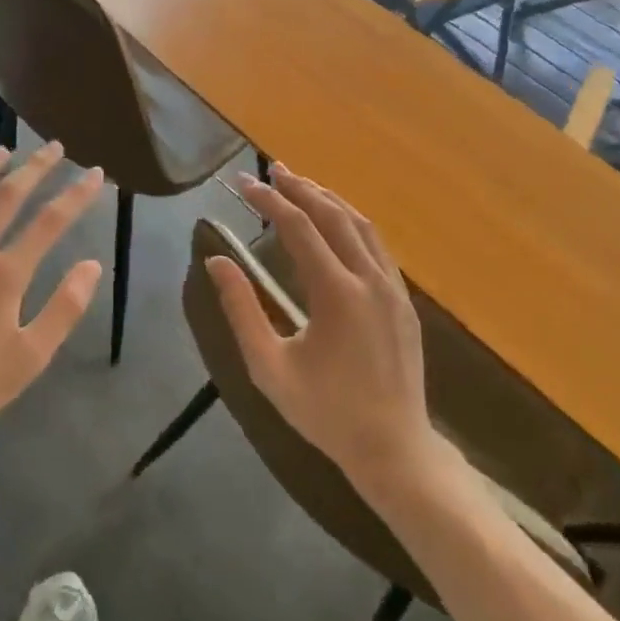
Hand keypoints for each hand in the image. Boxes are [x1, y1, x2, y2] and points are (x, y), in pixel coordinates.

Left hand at [0, 142, 104, 448]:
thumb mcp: (32, 356)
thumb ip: (64, 307)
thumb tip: (90, 264)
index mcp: (6, 273)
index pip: (50, 222)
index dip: (77, 195)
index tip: (95, 173)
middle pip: (7, 197)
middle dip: (35, 168)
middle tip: (53, 147)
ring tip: (1, 150)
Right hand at [207, 165, 438, 493]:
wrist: (393, 449)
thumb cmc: (324, 412)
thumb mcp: (269, 366)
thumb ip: (241, 310)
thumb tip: (217, 261)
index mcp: (336, 293)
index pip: (298, 227)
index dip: (269, 200)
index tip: (243, 184)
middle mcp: (369, 279)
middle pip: (332, 215)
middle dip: (300, 188)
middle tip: (272, 171)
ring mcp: (392, 287)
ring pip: (360, 224)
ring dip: (328, 199)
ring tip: (301, 185)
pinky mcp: (403, 300)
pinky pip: (376, 245)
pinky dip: (351, 222)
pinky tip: (337, 223)